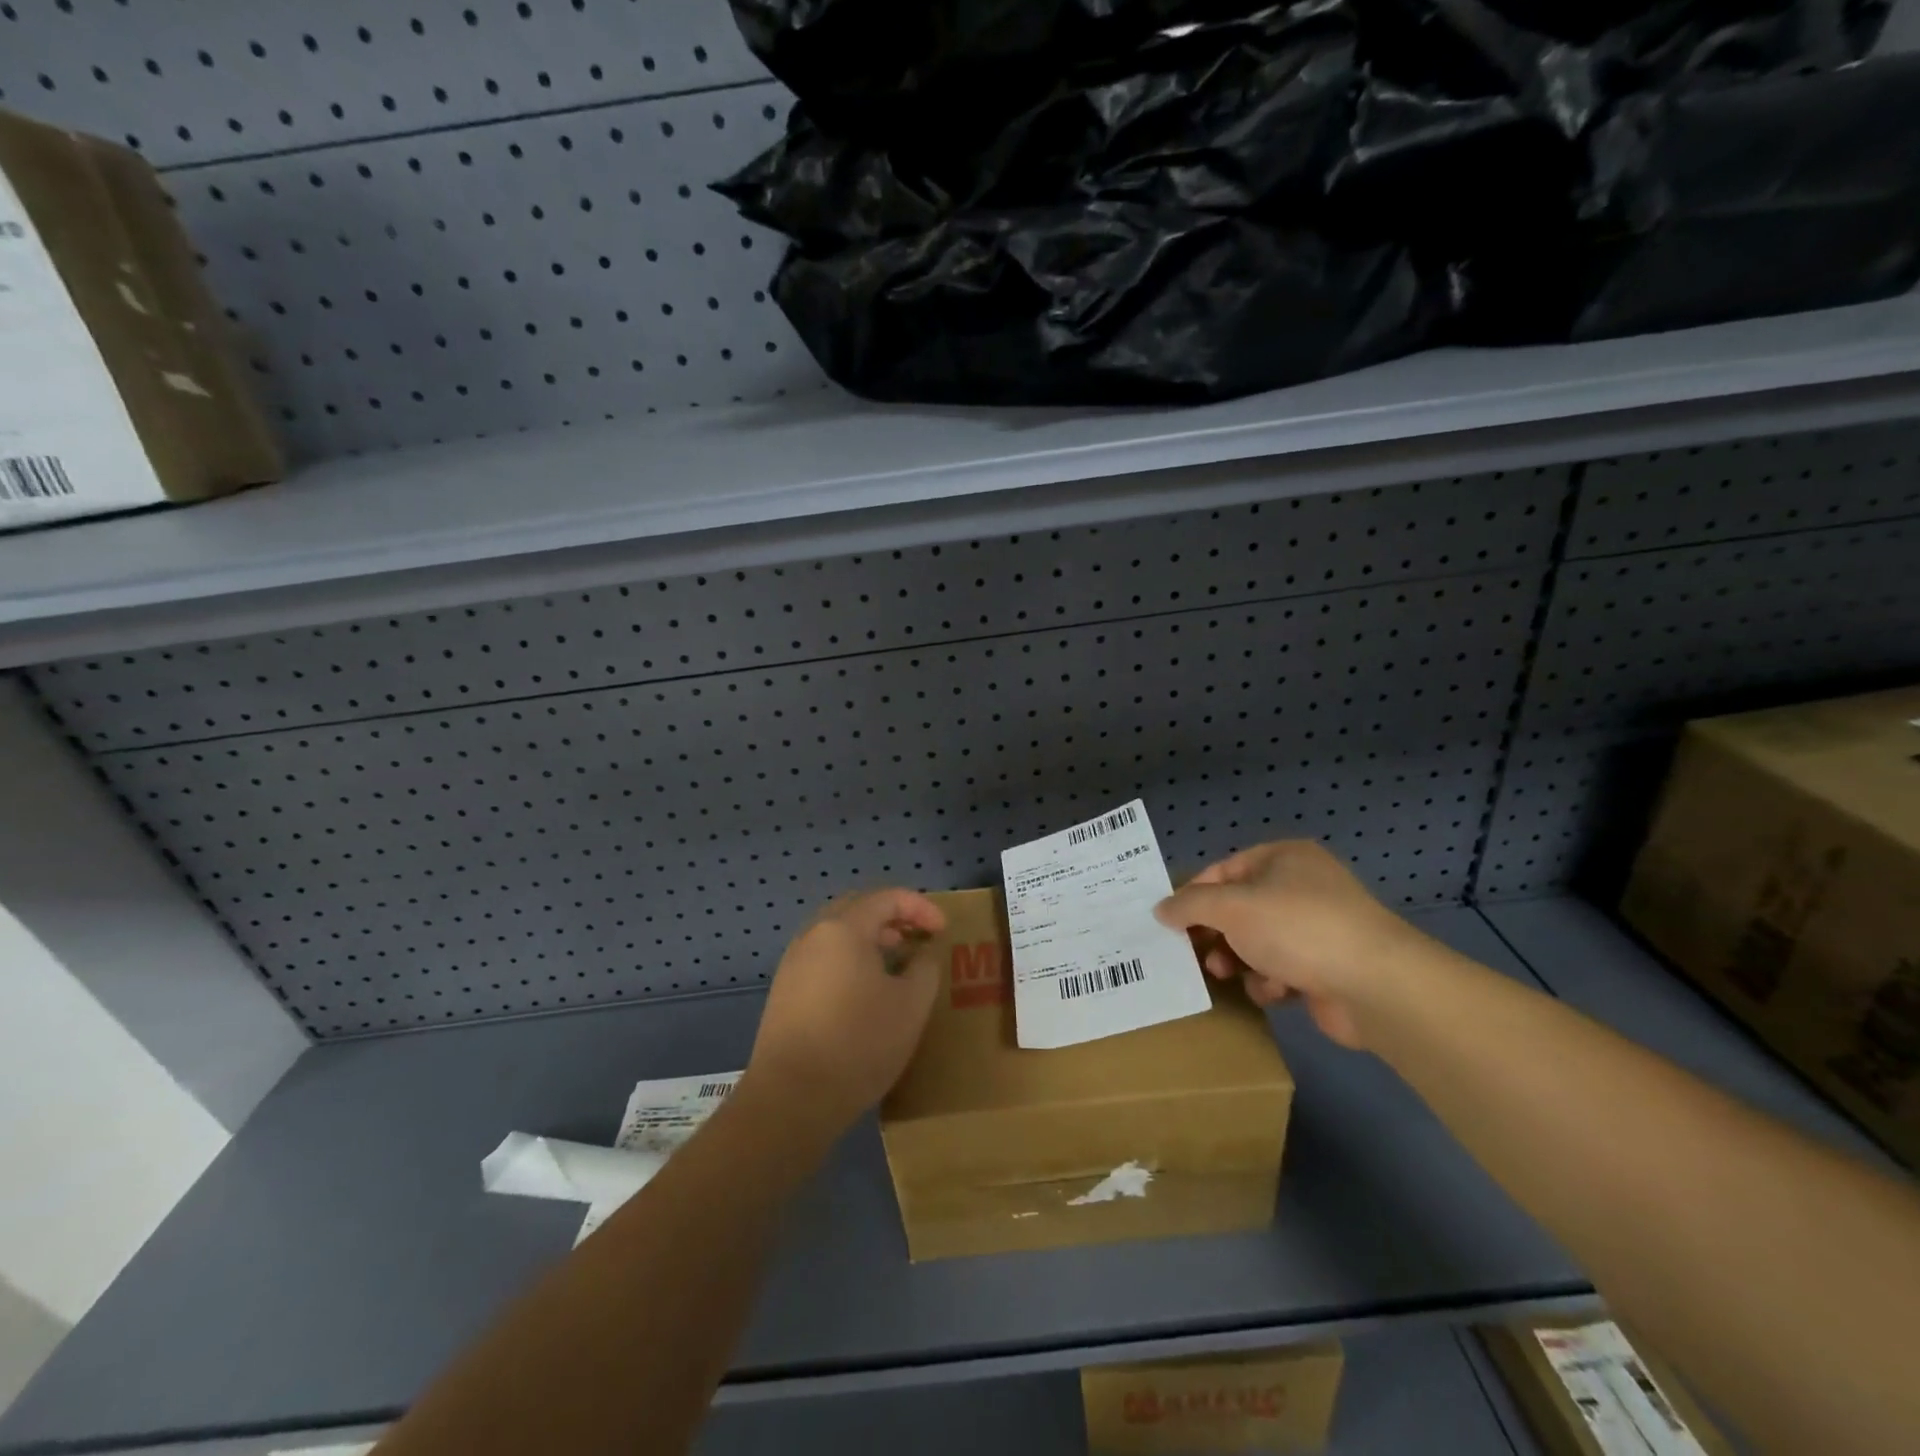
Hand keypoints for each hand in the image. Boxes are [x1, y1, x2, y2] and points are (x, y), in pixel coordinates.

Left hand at [745, 889, 947, 1132]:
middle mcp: (813, 935)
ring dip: (869, 938)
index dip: (920, 907)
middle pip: (857, 908)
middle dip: (891, 917)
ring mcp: (793, 963)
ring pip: (837, 934)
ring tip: (896, 962)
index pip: (887, 898)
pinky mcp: (784, 992)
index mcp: (843, 928)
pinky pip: (823, 958)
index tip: (942, 930)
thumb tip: (922, 955)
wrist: (790, 1099)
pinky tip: (865, 990)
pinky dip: (850, 959)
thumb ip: (925, 969)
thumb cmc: (859, 1043)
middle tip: (917, 936)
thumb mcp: (911, 1006)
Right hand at [1154, 841, 1436, 1049]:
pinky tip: (1272, 990)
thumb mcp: (1231, 907)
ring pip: (1256, 941)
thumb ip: (1189, 905)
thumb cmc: (1296, 928)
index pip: (1223, 870)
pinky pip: (1281, 969)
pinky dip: (1270, 981)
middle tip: (1193, 952)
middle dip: (1215, 933)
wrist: (1374, 985)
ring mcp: (1317, 928)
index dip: (1193, 895)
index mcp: (1283, 858)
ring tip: (1225, 974)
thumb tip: (1160, 909)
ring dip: (1238, 959)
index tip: (1169, 922)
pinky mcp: (1326, 967)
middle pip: (1239, 908)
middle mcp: (1301, 887)